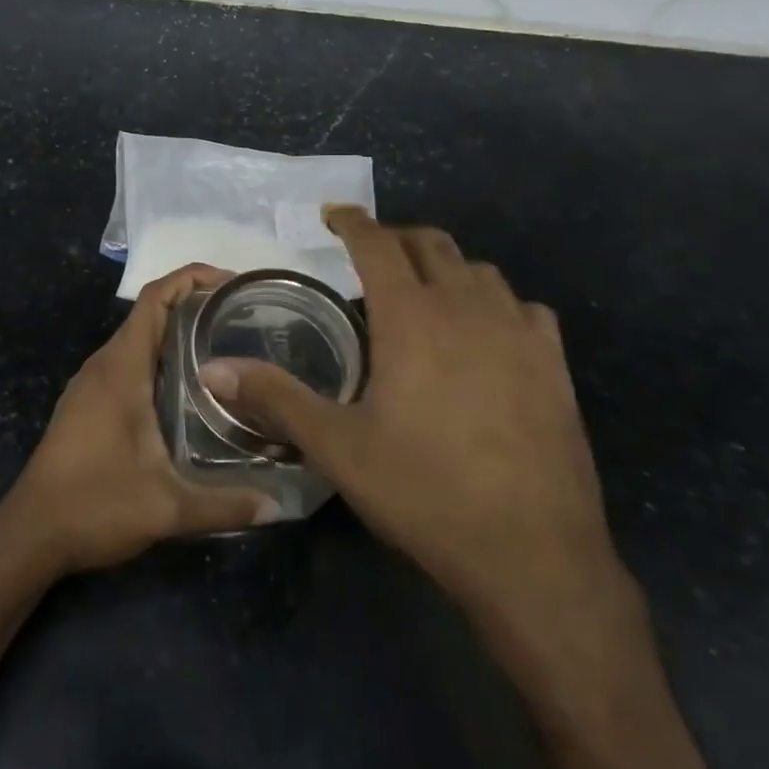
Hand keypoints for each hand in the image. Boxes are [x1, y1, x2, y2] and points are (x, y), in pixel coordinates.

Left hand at [0, 264, 276, 576]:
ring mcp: (91, 384)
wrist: (29, 535)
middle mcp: (104, 365)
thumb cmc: (93, 506)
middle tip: (242, 316)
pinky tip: (188, 385)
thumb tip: (279, 506)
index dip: (192, 278)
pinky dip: (159, 356)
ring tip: (224, 343)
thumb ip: (224, 505)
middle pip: (149, 313)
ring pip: (138, 338)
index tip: (232, 283)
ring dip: (175, 331)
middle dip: (193, 303)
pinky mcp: (88, 404)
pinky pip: (128, 361)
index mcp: (120, 369)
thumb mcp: (166, 508)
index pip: (155, 299)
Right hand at [199, 208, 636, 660]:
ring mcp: (520, 333)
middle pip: (431, 244)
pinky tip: (486, 334)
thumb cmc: (424, 492)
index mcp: (412, 317)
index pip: (378, 244)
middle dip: (396, 238)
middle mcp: (468, 308)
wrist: (533, 554)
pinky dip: (495, 303)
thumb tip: (213, 370)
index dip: (352, 222)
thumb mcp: (338, 448)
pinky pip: (524, 308)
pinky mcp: (555, 364)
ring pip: (480, 270)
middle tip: (370, 255)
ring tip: (423, 294)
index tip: (332, 214)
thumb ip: (275, 399)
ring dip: (445, 268)